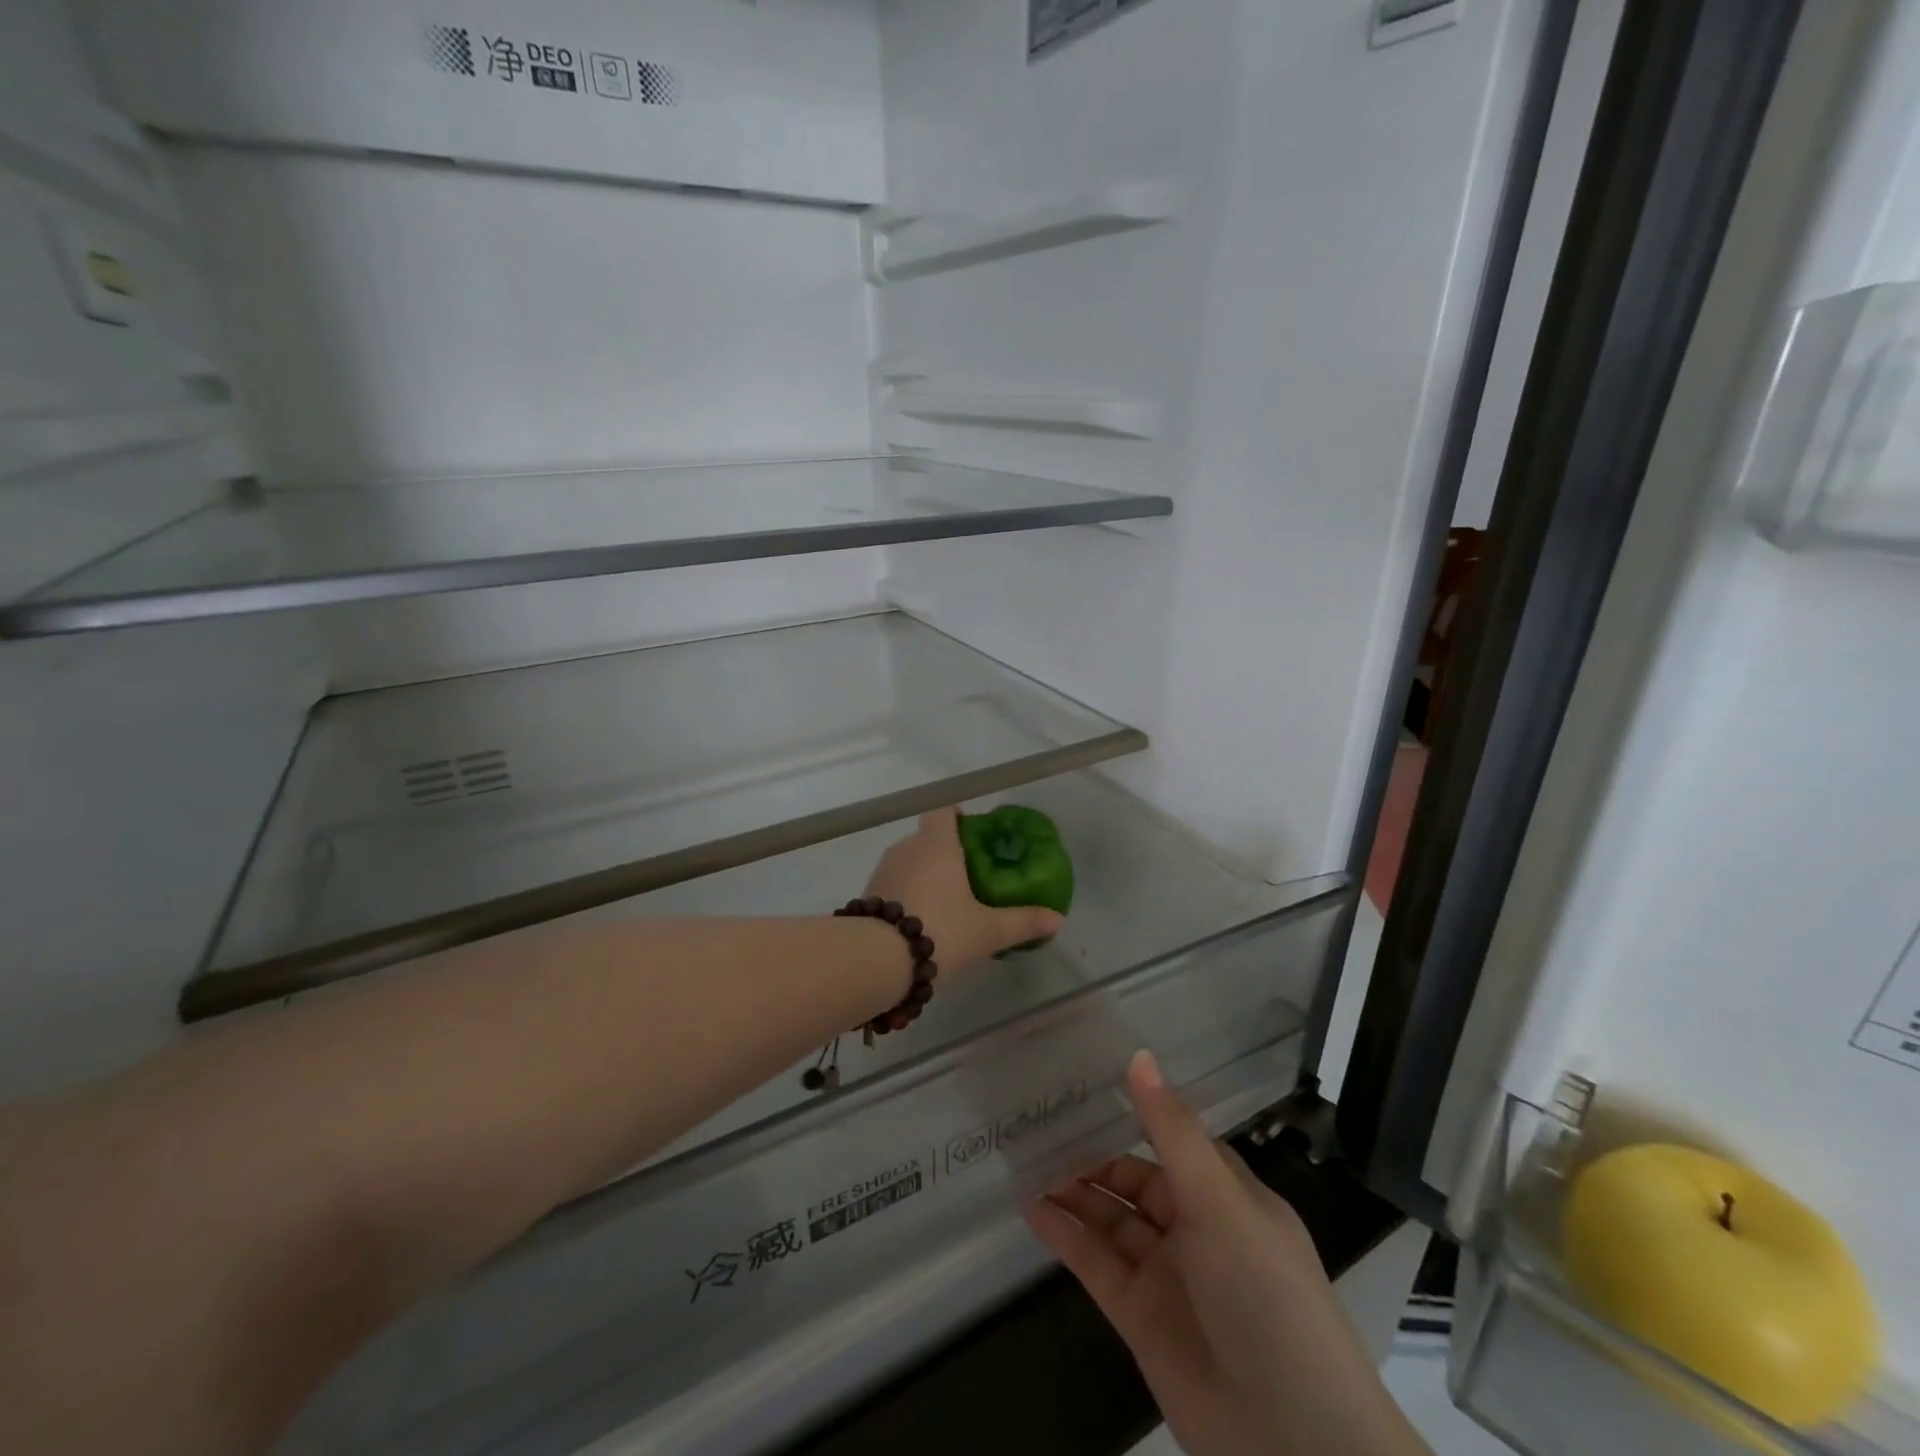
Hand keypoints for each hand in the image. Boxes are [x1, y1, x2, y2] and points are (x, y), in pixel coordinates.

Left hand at [865, 808, 1063, 974]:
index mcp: (937, 845)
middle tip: (969, 878)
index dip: (957, 817)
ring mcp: (883, 871)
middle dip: (945, 853)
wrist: (875, 961)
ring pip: (909, 862)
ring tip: (945, 904)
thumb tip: (1057, 919)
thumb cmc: (940, 932)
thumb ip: (1023, 922)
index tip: (972, 834)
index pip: (943, 811)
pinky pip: (893, 885)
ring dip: (924, 876)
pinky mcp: (867, 895)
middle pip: (927, 838)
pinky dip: (906, 895)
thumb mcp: (988, 931)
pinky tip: (919, 923)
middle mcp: (907, 848)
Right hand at [1026, 1052, 1431, 1455]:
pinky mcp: (1140, 1317)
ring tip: (1029, 1162)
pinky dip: (1066, 1237)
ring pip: (1112, 1220)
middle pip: (1136, 1179)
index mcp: (1226, 1195)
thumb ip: (1172, 1130)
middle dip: (1094, 1156)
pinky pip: (1096, 1264)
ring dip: (1075, 1193)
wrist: (1292, 1440)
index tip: (1088, 1087)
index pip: (1174, 1141)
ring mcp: (1167, 1274)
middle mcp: (1196, 1229)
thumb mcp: (1220, 1201)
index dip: (1135, 1114)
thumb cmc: (1265, 1294)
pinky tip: (1034, 1209)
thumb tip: (1139, 1055)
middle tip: (1044, 1127)